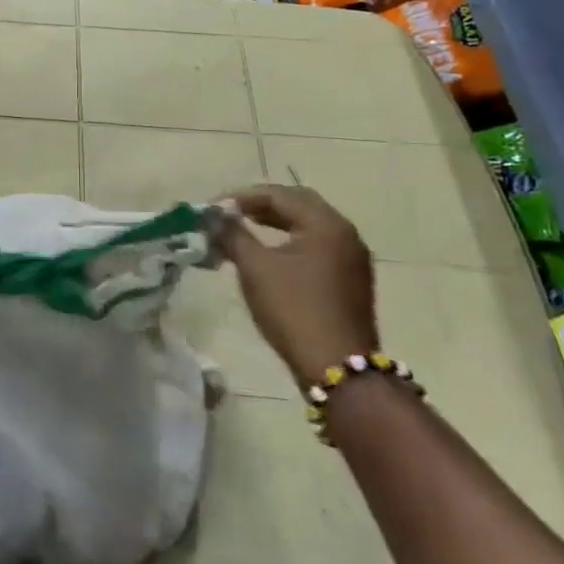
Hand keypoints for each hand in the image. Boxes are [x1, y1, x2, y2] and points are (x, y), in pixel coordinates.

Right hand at [214, 184, 377, 385]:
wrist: (337, 368)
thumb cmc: (294, 310)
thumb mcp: (256, 268)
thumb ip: (233, 234)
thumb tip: (214, 217)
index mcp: (326, 224)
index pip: (279, 195)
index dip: (241, 197)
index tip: (211, 208)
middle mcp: (345, 234)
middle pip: (298, 205)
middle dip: (260, 206)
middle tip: (229, 214)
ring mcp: (352, 259)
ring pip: (308, 226)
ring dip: (274, 223)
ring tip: (242, 231)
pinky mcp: (350, 281)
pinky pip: (315, 246)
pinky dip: (289, 242)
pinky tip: (268, 255)